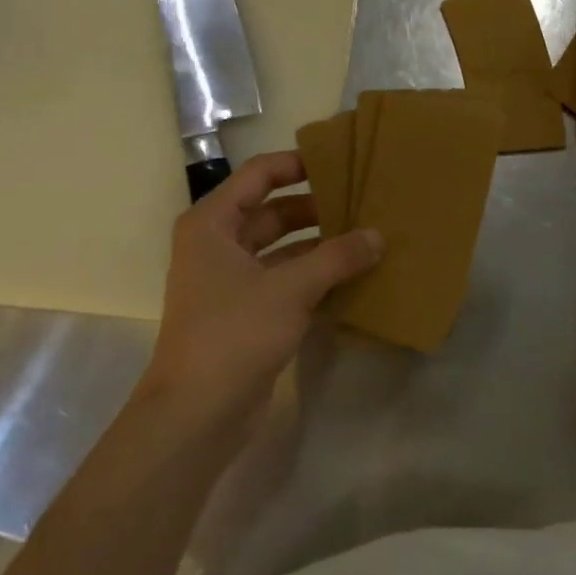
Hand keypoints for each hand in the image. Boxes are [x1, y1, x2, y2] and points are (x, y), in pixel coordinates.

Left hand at [142, 152, 382, 427]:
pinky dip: (315, 277)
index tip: (340, 163)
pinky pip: (285, 281)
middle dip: (317, 208)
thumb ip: (337, 257)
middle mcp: (218, 245)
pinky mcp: (247, 313)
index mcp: (213, 224)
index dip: (297, 164)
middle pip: (273, 212)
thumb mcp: (290, 289)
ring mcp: (231, 281)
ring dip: (320, 246)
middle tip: (364, 203)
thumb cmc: (234, 334)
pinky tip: (353, 278)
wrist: (197, 412)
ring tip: (367, 239)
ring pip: (282, 249)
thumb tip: (377, 236)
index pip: (258, 176)